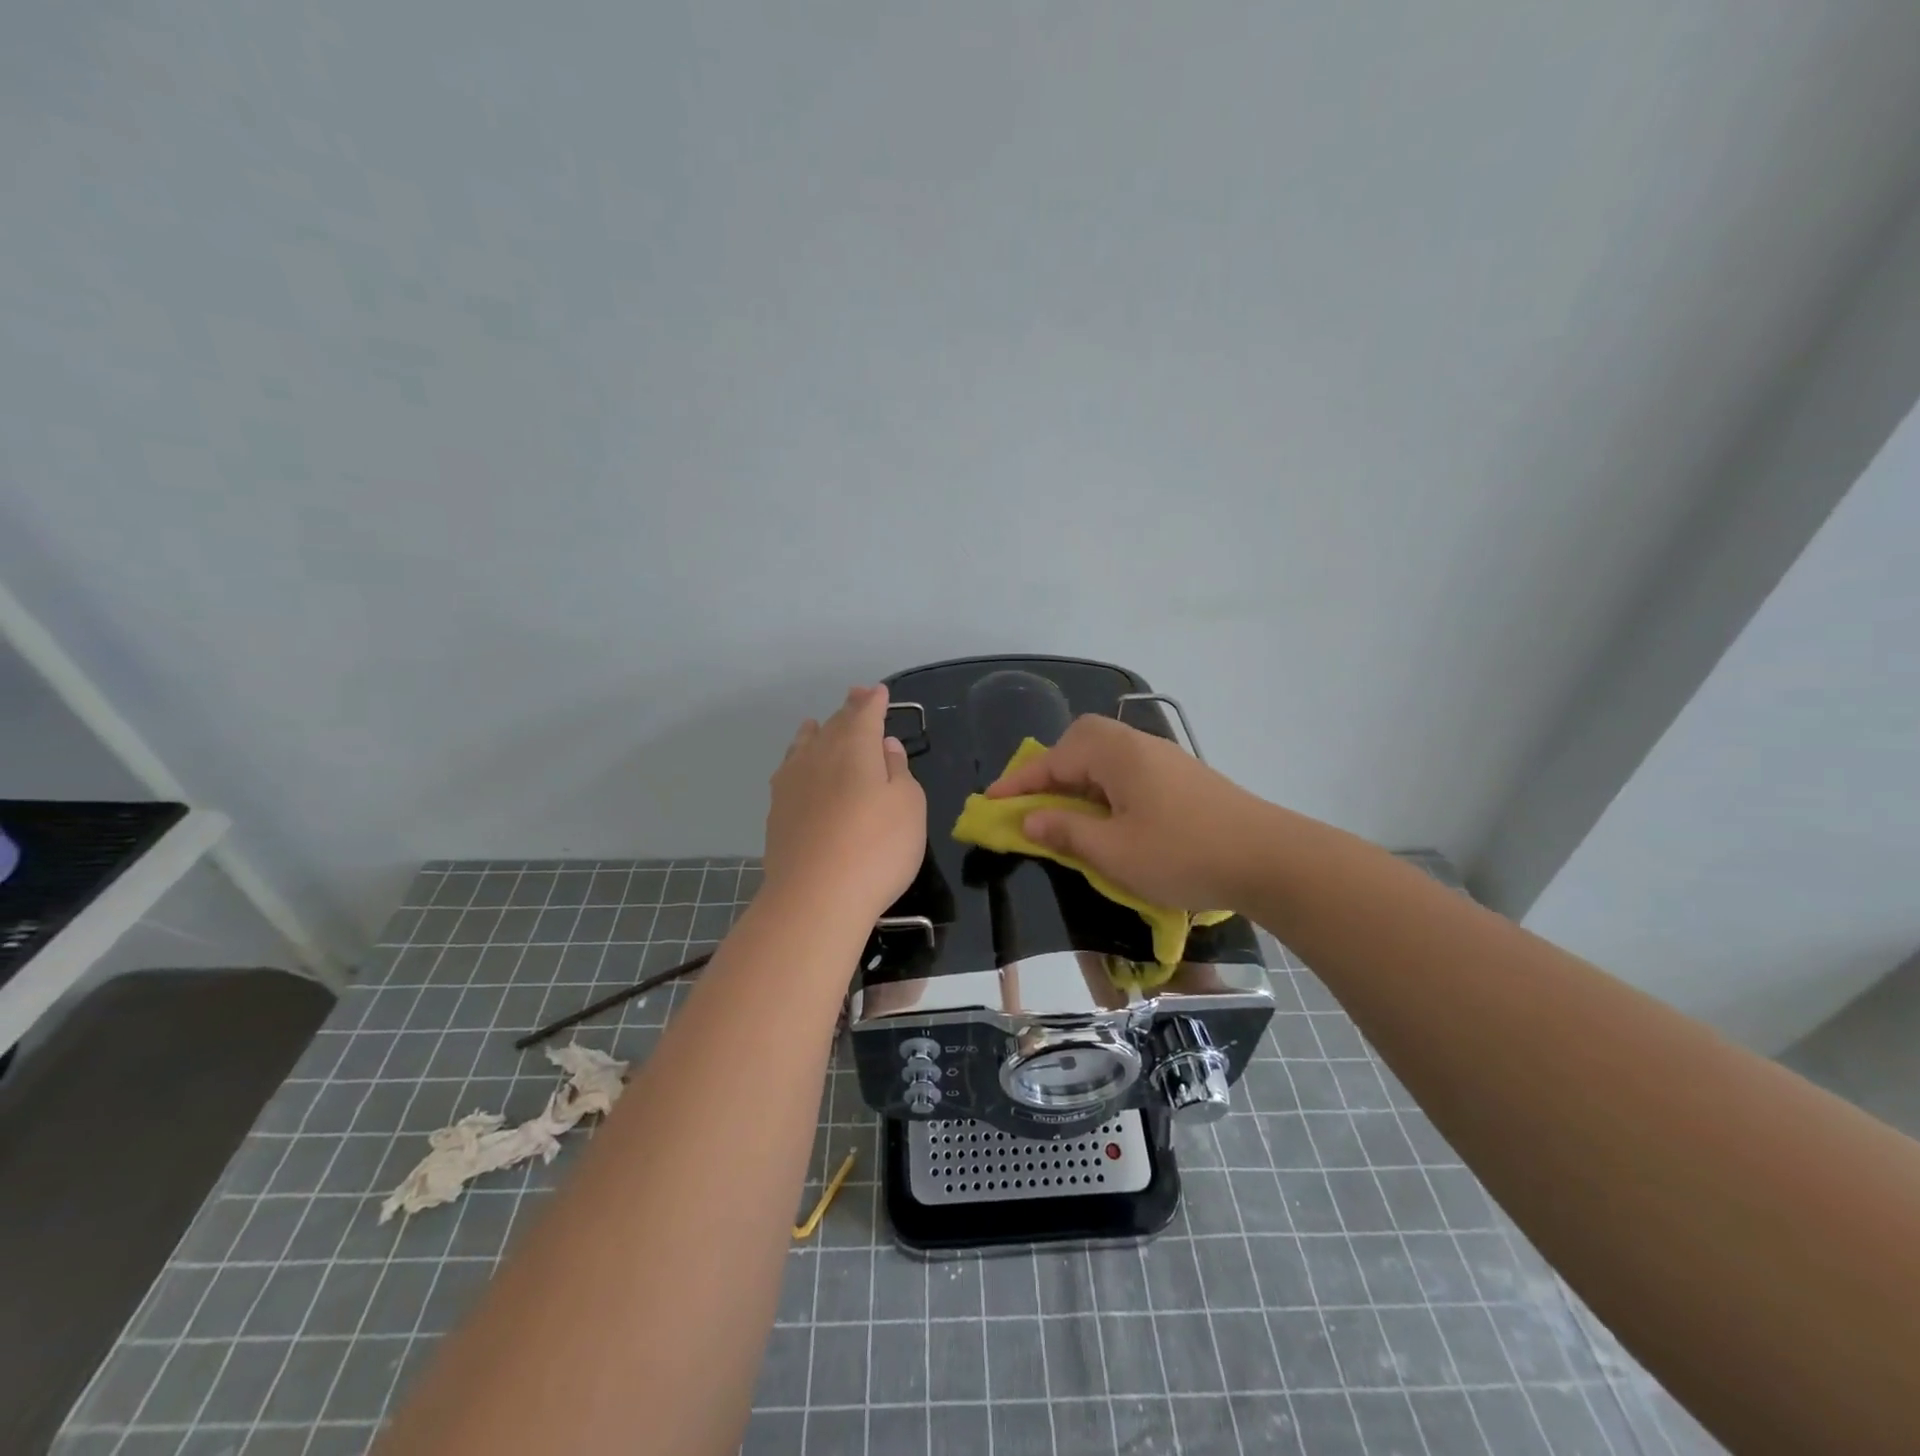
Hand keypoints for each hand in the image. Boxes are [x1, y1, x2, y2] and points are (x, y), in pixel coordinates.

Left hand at [763, 685, 927, 922]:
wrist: (815, 897)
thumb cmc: (877, 848)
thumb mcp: (909, 806)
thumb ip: (898, 771)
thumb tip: (885, 746)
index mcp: (855, 748)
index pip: (865, 714)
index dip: (874, 702)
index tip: (879, 692)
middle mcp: (819, 755)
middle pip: (835, 724)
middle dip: (849, 709)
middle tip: (856, 695)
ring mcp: (793, 782)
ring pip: (806, 744)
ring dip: (818, 730)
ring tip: (819, 723)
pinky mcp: (778, 810)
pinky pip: (789, 768)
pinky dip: (798, 757)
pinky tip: (797, 764)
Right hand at [986, 714, 1267, 910]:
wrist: (1271, 859)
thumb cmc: (1183, 854)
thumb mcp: (1113, 851)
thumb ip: (1065, 832)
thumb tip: (1028, 820)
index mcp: (1117, 755)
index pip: (1054, 759)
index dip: (1019, 782)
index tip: (989, 800)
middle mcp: (1139, 746)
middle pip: (1081, 743)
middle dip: (1051, 770)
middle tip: (1034, 803)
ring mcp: (1165, 760)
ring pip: (1106, 758)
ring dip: (1079, 781)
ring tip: (1066, 815)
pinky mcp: (1183, 779)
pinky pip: (1128, 773)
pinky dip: (1105, 789)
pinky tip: (1110, 819)